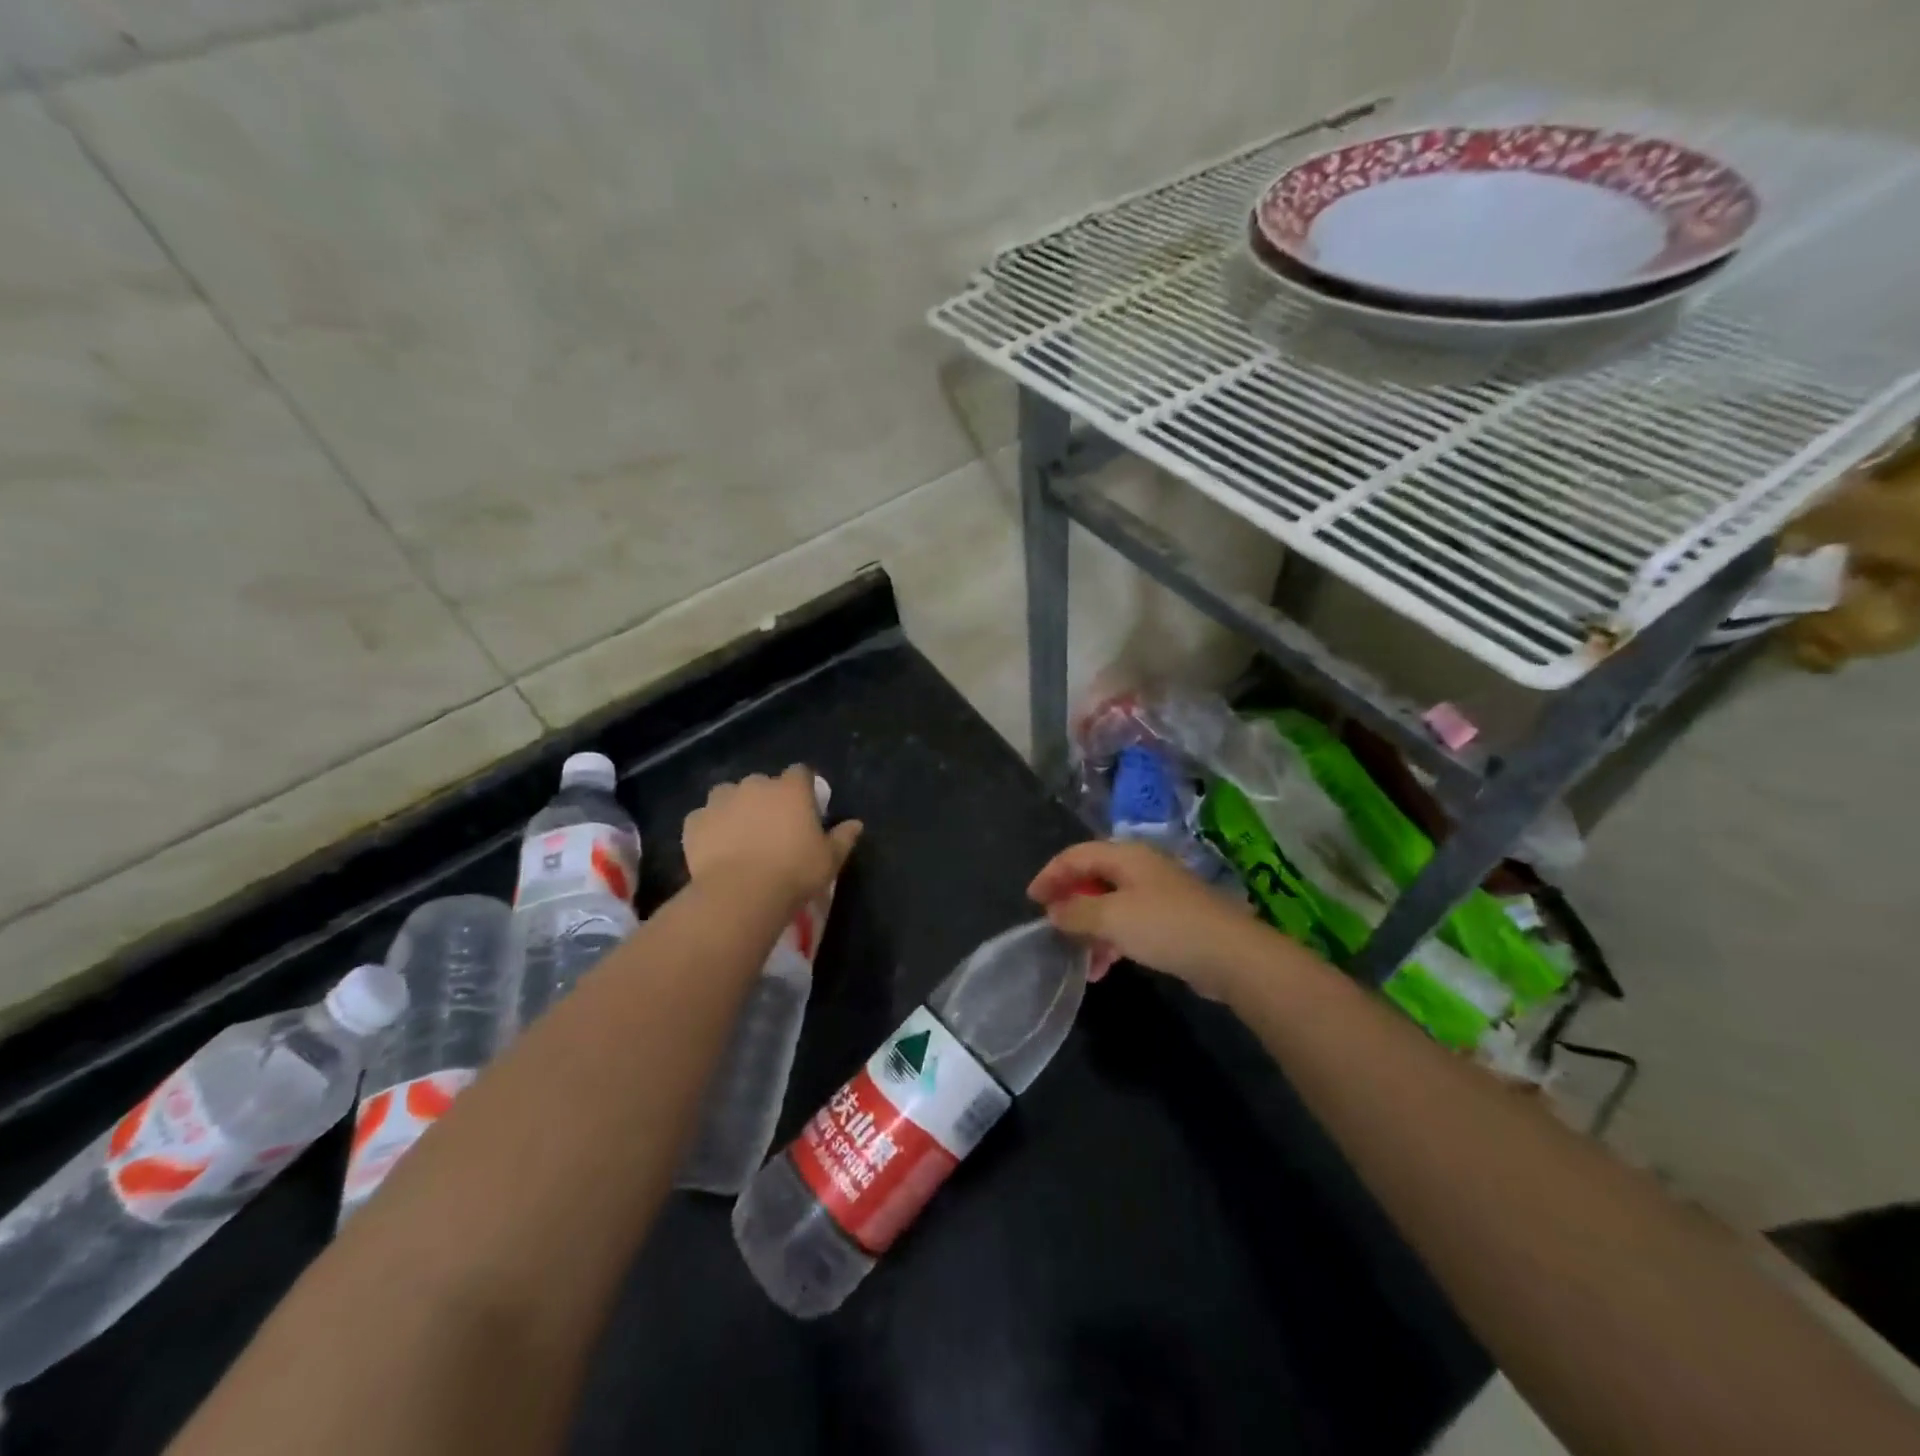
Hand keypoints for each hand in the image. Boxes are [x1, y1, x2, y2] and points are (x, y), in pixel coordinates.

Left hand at [683, 766, 861, 909]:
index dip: (802, 788)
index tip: (805, 809)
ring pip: (729, 796)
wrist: (740, 894)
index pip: (800, 773)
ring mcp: (721, 800)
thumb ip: (843, 837)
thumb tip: (856, 824)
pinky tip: (716, 849)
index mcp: (791, 789)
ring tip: (740, 837)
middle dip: (767, 800)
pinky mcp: (695, 821)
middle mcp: (755, 785)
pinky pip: (704, 818)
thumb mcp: (830, 859)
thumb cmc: (794, 872)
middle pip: (763, 784)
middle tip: (772, 829)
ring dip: (735, 809)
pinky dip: (710, 828)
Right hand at [1027, 839, 1271, 1001]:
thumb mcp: (1111, 918)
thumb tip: (1054, 912)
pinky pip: (1129, 924)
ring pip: (1110, 904)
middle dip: (1070, 903)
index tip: (1031, 900)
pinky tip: (1104, 968)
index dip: (1050, 874)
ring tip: (1079, 959)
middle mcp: (1141, 868)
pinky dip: (1112, 941)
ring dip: (1090, 929)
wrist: (1231, 955)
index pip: (1076, 855)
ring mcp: (1158, 893)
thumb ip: (1076, 913)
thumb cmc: (1165, 926)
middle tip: (1051, 927)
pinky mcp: (1171, 920)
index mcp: (1125, 856)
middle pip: (1093, 878)